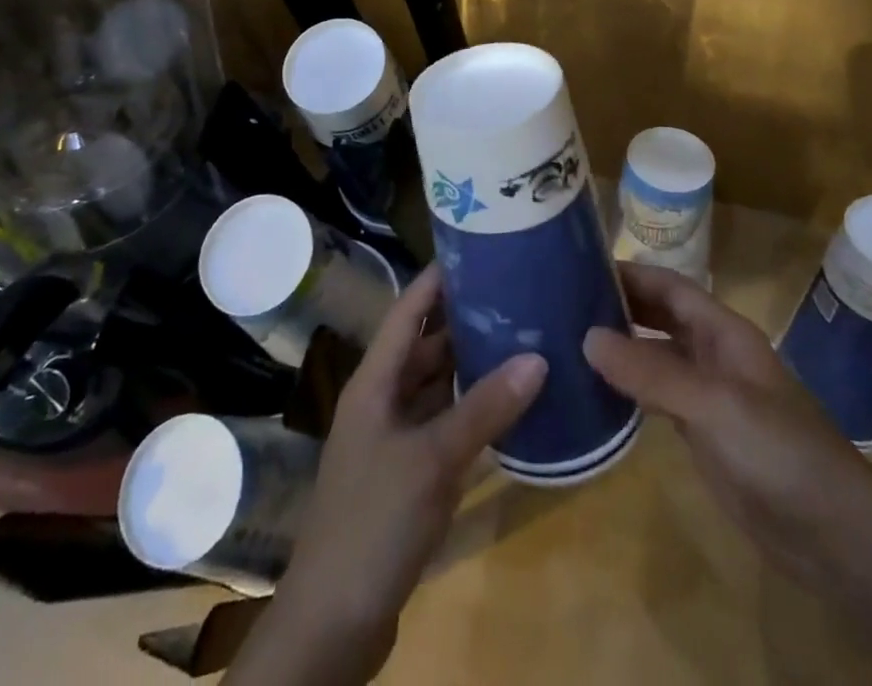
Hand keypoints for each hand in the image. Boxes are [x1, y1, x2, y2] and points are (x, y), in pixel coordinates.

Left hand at [230, 266, 546, 685]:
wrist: (333, 622)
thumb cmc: (373, 522)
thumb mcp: (432, 460)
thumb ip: (484, 409)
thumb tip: (539, 357)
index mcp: (374, 381)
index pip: (407, 310)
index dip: (436, 279)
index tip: (477, 249)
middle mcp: (383, 400)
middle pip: (425, 345)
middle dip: (465, 320)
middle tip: (516, 294)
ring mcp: (394, 438)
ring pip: (437, 385)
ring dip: (471, 366)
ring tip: (522, 338)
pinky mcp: (408, 473)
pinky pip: (444, 424)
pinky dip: (473, 411)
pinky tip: (510, 405)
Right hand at [582, 262, 871, 581]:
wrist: (834, 535)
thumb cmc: (777, 451)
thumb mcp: (712, 404)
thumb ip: (651, 371)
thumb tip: (587, 337)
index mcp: (722, 332)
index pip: (669, 286)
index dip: (630, 273)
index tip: (579, 267)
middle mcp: (713, 354)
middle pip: (660, 316)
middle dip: (619, 305)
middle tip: (563, 303)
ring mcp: (708, 395)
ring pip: (656, 356)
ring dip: (620, 347)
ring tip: (568, 342)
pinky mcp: (702, 433)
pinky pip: (657, 397)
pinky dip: (629, 389)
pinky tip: (596, 391)